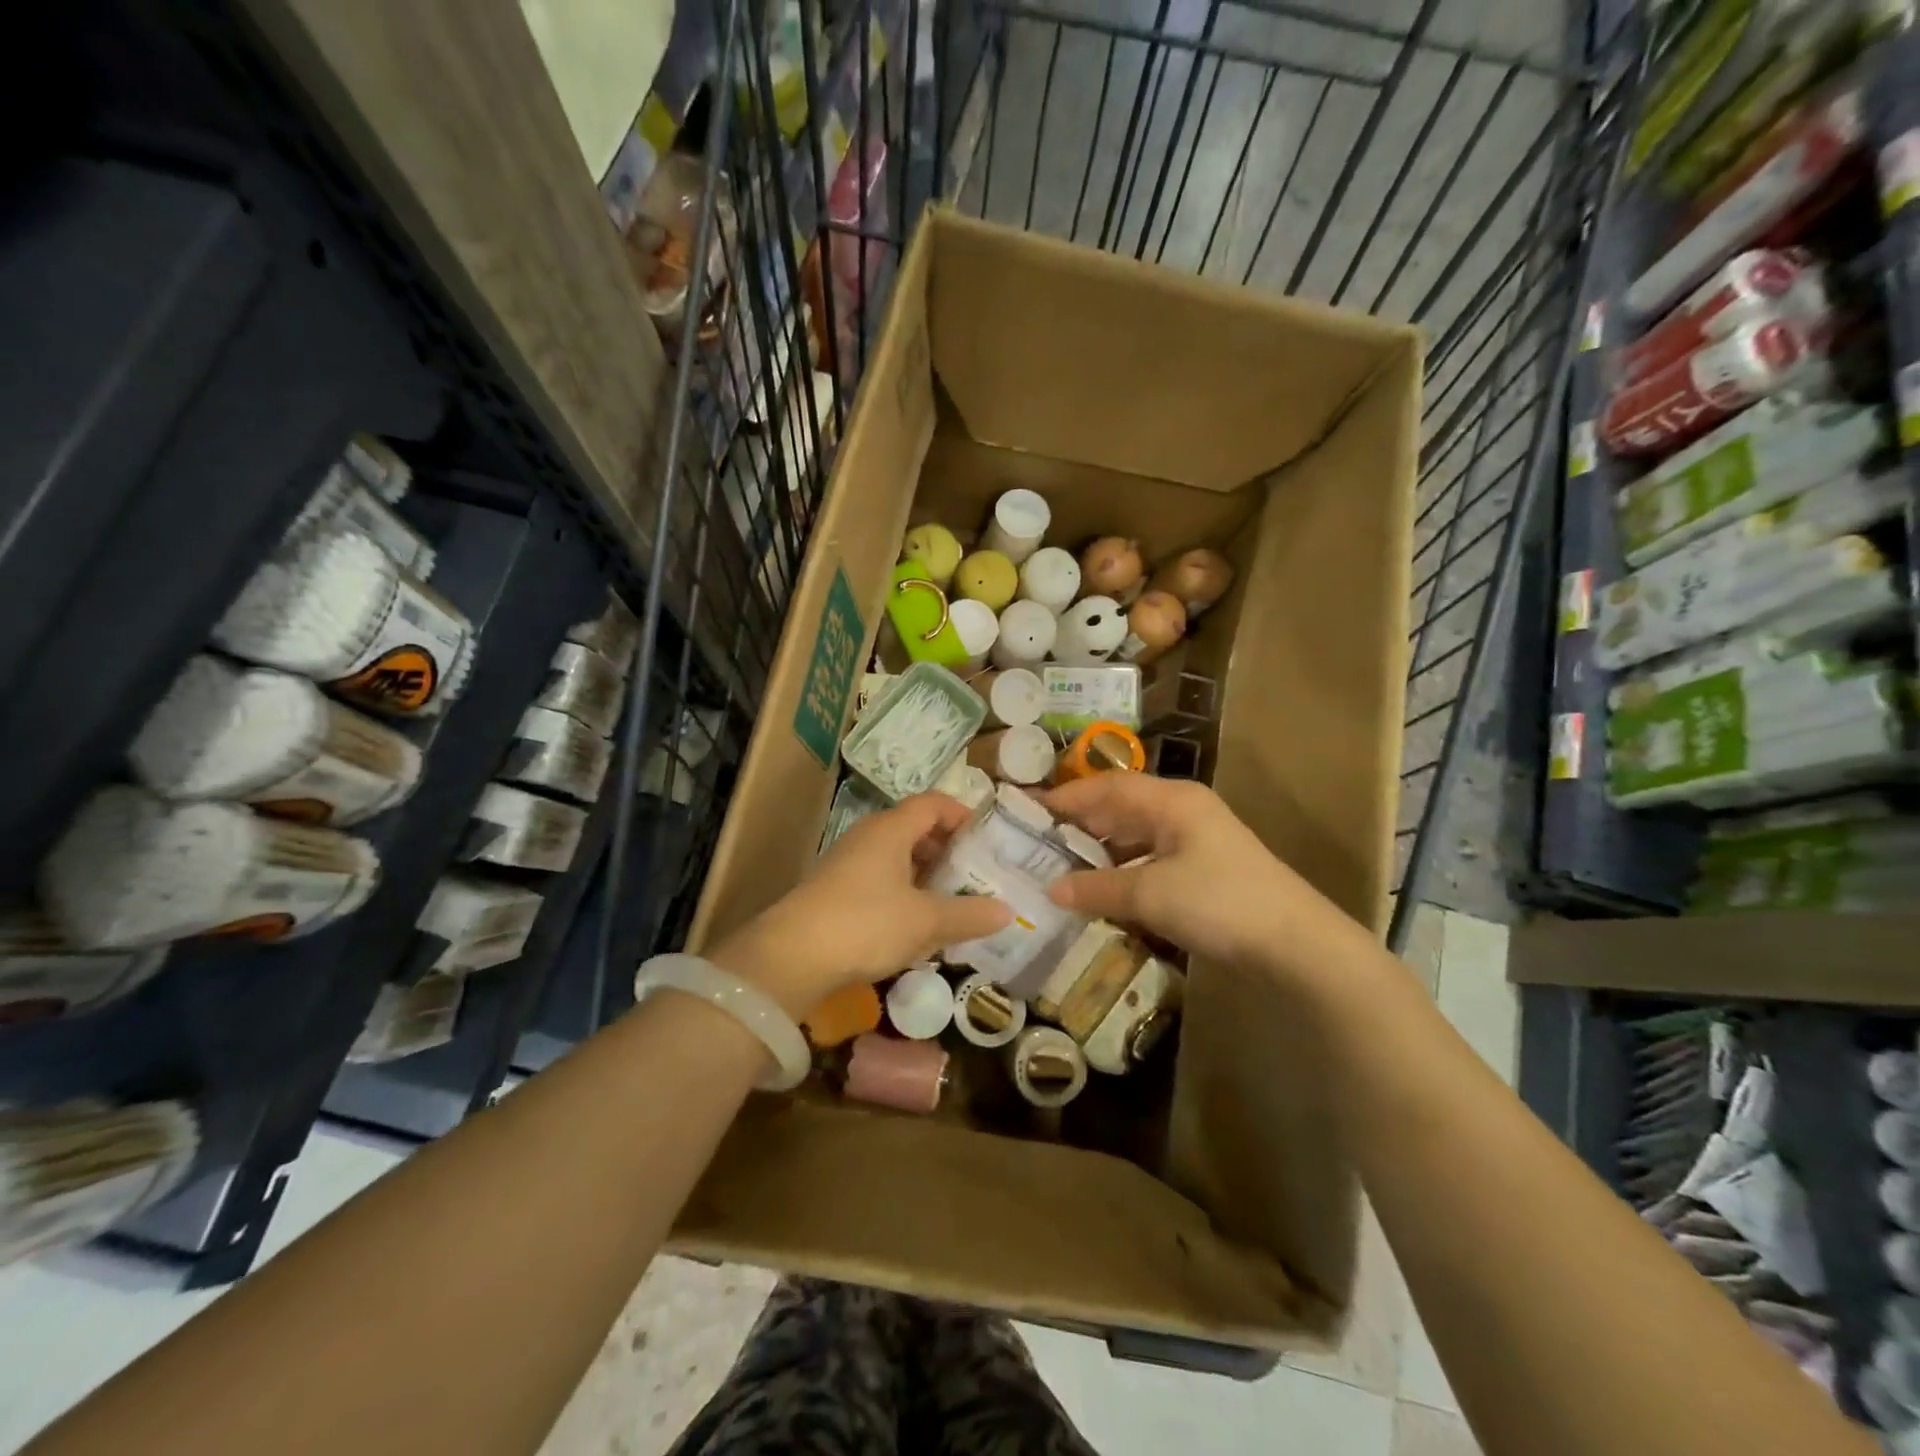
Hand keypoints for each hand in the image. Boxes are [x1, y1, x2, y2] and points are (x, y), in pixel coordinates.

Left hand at [708, 792, 1010, 1016]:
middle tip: (976, 874)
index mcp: (890, 829)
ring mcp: (847, 864)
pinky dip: (904, 894)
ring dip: (926, 875)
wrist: (790, 957)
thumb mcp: (925, 921)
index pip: (932, 803)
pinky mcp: (835, 892)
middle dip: (948, 849)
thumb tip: (1007, 912)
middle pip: (915, 829)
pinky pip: (880, 881)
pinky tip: (916, 925)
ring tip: (953, 902)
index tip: (987, 838)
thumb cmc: (866, 923)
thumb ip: (968, 914)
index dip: (962, 814)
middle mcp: (868, 837)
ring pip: (897, 858)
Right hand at [1041, 775, 1364, 978]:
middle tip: (1034, 838)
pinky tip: (1101, 886)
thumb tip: (1051, 889)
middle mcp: (1181, 810)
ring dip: (1099, 847)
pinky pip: (1149, 857)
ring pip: (1133, 833)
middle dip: (1078, 821)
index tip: (1025, 809)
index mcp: (1170, 800)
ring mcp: (1195, 838)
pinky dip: (1121, 868)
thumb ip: (1097, 888)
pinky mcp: (1203, 867)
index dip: (1064, 797)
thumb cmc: (1219, 903)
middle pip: (1118, 806)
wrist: (1295, 944)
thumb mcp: (1150, 894)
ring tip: (1058, 863)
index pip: (1104, 787)